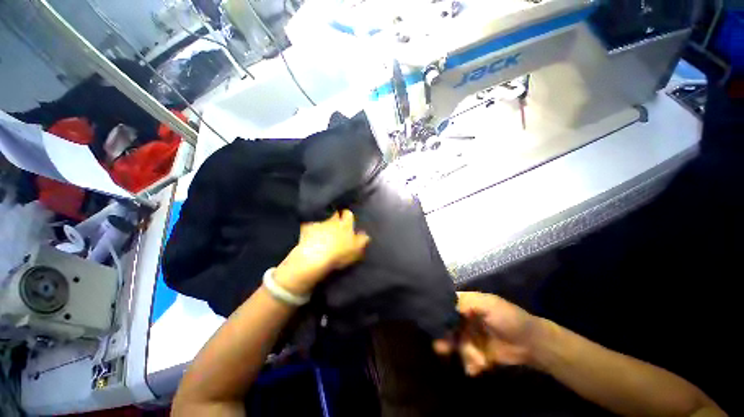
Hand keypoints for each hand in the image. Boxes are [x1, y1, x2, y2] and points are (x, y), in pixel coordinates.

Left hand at [274, 209, 369, 294]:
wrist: (314, 257)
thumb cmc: (339, 254)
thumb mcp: (356, 250)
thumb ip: (362, 241)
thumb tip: (366, 235)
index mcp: (346, 225)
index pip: (348, 214)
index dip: (347, 216)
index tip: (347, 220)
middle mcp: (332, 220)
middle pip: (335, 214)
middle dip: (335, 216)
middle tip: (335, 224)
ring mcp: (318, 223)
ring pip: (322, 218)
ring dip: (322, 222)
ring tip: (322, 229)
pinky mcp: (305, 229)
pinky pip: (308, 225)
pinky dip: (309, 228)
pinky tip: (308, 234)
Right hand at [434, 292, 538, 375]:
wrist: (532, 344)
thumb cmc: (509, 318)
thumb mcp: (488, 305)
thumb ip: (466, 303)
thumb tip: (445, 307)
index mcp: (466, 304)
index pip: (446, 306)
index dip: (438, 313)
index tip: (432, 322)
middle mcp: (464, 319)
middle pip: (447, 326)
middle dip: (445, 338)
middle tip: (441, 348)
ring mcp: (470, 337)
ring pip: (456, 345)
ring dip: (464, 353)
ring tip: (475, 360)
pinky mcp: (477, 353)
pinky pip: (466, 359)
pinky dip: (471, 364)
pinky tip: (479, 367)